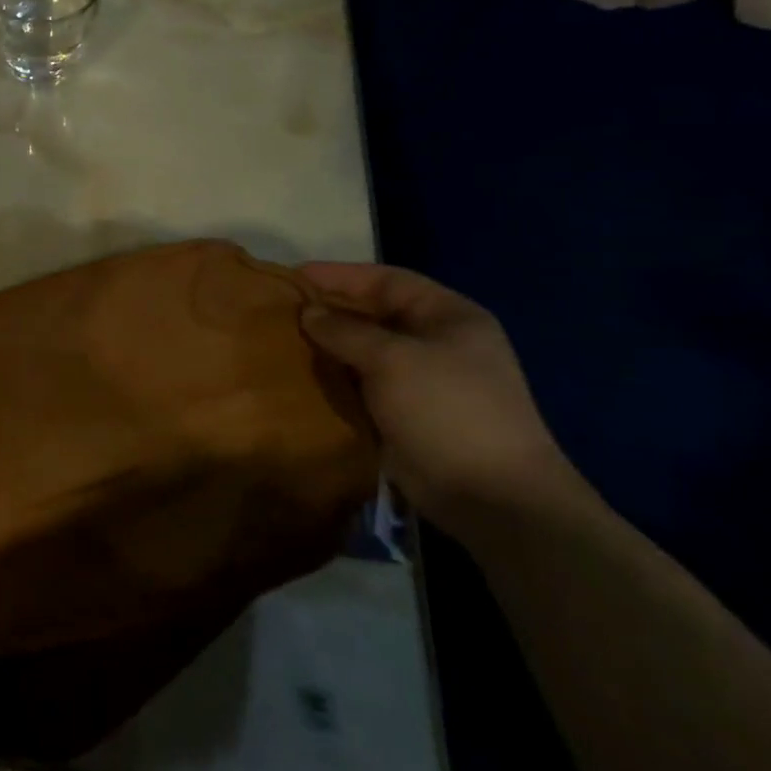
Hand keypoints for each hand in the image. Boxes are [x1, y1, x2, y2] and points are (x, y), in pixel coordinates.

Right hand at [298, 262, 582, 538]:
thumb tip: (308, 312)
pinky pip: (361, 387)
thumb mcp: (393, 359)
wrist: (490, 495)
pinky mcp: (404, 416)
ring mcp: (421, 382)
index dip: (340, 275)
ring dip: (327, 349)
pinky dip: (334, 381)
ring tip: (281, 343)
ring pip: (363, 353)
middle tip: (280, 311)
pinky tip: (300, 379)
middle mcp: (436, 343)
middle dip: (329, 312)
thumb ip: (345, 331)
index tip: (294, 276)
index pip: (387, 280)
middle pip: (373, 315)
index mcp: (448, 316)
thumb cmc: (447, 409)